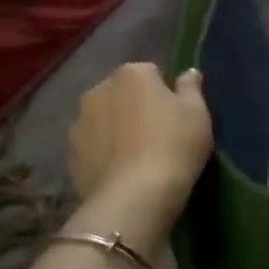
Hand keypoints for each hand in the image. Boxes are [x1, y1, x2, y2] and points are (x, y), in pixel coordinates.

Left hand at [68, 62, 212, 213]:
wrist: (136, 196)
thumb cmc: (174, 144)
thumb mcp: (197, 112)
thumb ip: (191, 87)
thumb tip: (189, 72)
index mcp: (131, 74)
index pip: (151, 73)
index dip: (165, 92)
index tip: (176, 114)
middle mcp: (98, 91)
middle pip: (122, 94)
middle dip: (136, 107)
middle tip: (159, 134)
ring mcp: (79, 124)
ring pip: (104, 121)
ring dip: (117, 130)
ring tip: (139, 157)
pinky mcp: (71, 157)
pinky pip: (94, 149)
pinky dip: (105, 155)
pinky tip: (124, 174)